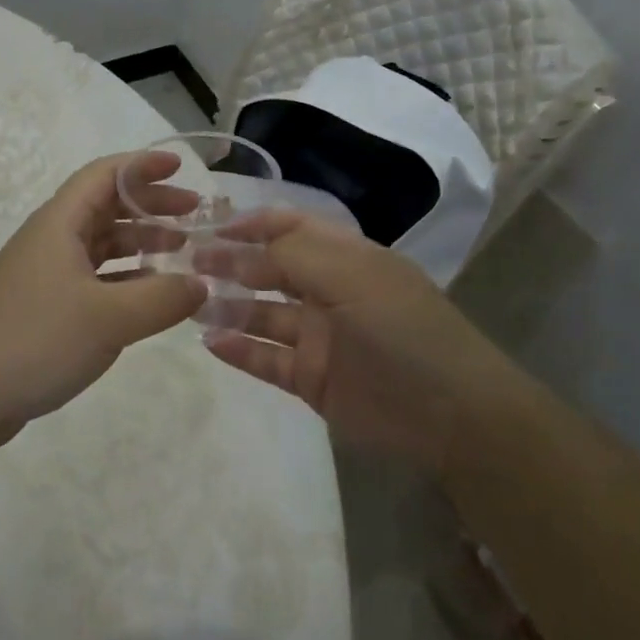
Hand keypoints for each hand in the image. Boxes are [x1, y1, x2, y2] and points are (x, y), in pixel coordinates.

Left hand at [0, 153, 205, 464]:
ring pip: (101, 243)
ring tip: (181, 251)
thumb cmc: (35, 341)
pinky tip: (149, 295)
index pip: (105, 174)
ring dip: (140, 242)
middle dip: (150, 205)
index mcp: (60, 223)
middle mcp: (51, 239)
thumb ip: (162, 298)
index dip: (142, 165)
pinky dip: (125, 277)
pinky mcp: (44, 306)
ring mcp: (45, 273)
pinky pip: (93, 276)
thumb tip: (201, 284)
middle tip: (194, 214)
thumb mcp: (109, 319)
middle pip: (106, 206)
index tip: (180, 167)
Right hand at [197, 211, 510, 473]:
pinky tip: (210, 342)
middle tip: (187, 265)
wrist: (451, 415)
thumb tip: (242, 245)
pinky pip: (267, 360)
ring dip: (227, 307)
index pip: (291, 228)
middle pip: (270, 270)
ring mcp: (318, 338)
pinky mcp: (311, 380)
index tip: (212, 228)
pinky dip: (239, 350)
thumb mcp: (352, 276)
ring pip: (263, 316)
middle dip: (231, 264)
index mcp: (345, 258)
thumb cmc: (402, 329)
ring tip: (189, 303)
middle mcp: (328, 292)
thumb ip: (294, 254)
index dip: (253, 224)